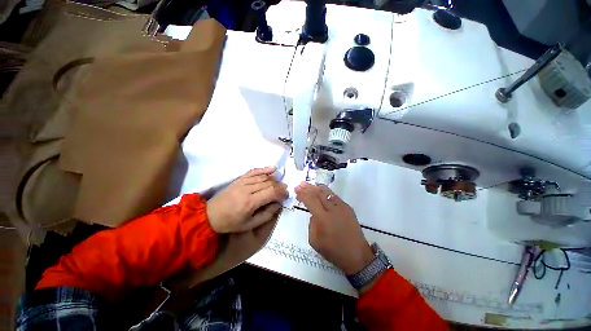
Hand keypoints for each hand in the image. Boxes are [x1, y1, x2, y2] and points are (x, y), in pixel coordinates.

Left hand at [207, 167, 288, 232]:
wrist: (211, 215)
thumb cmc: (231, 222)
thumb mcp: (250, 224)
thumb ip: (267, 214)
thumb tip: (278, 204)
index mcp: (250, 202)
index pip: (271, 192)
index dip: (282, 192)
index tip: (287, 195)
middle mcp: (247, 189)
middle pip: (269, 183)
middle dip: (280, 186)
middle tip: (285, 190)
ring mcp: (243, 182)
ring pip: (263, 177)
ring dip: (274, 179)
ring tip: (280, 183)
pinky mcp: (239, 179)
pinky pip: (254, 171)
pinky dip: (264, 169)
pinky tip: (273, 168)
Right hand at [295, 182, 373, 274]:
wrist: (357, 255)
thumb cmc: (333, 251)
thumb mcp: (314, 241)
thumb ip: (311, 224)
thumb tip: (313, 214)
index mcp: (323, 218)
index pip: (311, 200)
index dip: (303, 194)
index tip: (296, 191)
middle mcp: (333, 209)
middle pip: (318, 193)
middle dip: (308, 188)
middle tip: (300, 185)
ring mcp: (342, 207)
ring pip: (327, 192)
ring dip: (316, 187)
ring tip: (308, 185)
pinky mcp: (348, 207)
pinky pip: (334, 196)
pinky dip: (325, 192)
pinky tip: (320, 191)